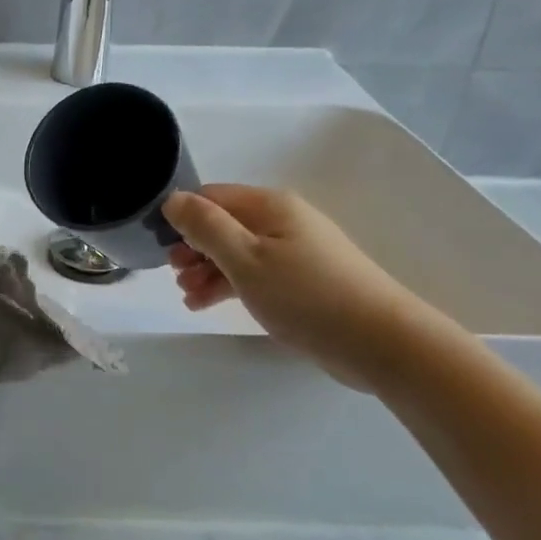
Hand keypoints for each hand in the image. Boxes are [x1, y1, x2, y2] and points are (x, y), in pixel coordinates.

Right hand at [163, 185, 432, 388]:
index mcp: (269, 205)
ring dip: (206, 271)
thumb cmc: (305, 295)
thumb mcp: (244, 258)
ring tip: (188, 298)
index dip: (182, 218)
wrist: (379, 342)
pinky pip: (254, 274)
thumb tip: (173, 199)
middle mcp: (282, 220)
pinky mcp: (302, 281)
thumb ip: (205, 227)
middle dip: (193, 248)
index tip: (160, 248)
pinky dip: (229, 285)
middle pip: (223, 225)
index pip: (211, 197)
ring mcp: (294, 251)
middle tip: (175, 277)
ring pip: (236, 252)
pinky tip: (207, 305)